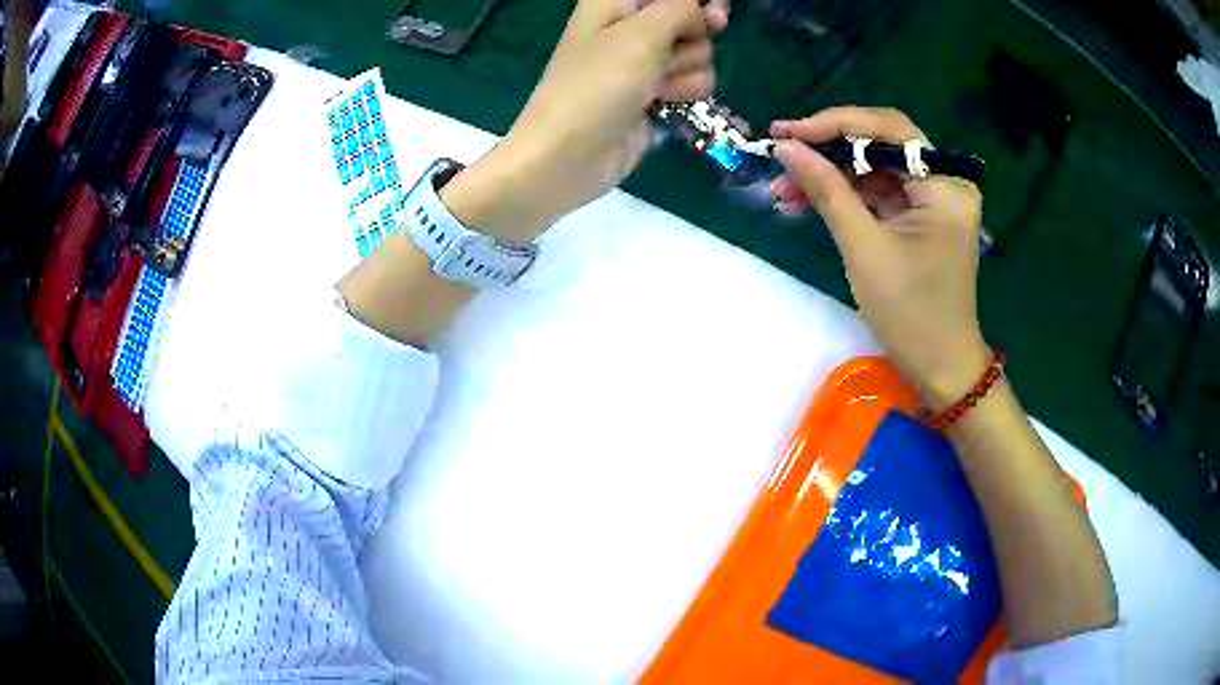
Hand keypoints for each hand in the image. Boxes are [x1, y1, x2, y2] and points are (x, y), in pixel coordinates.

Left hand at [444, 0, 727, 242]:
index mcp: (616, 3)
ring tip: (657, 87)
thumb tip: (711, 9)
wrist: (568, 156)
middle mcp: (632, 26)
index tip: (714, 13)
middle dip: (692, 37)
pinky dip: (685, 92)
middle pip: (692, 18)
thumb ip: (682, 10)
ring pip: (699, 52)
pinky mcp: (655, 93)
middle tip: (667, 55)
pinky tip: (663, 103)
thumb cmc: (597, 84)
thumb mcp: (641, 34)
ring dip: (688, 70)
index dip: (695, 2)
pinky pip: (692, 82)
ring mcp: (645, 61)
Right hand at [768, 107, 988, 407]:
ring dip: (830, 176)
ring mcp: (934, 200)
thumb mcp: (864, 249)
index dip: (835, 125)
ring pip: (874, 169)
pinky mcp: (922, 217)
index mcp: (945, 186)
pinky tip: (807, 202)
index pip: (888, 130)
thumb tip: (786, 147)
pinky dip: (845, 196)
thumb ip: (827, 190)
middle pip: (880, 145)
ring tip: (783, 190)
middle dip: (828, 151)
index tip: (787, 132)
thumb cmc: (910, 314)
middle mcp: (945, 182)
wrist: (940, 366)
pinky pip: (878, 193)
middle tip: (780, 153)